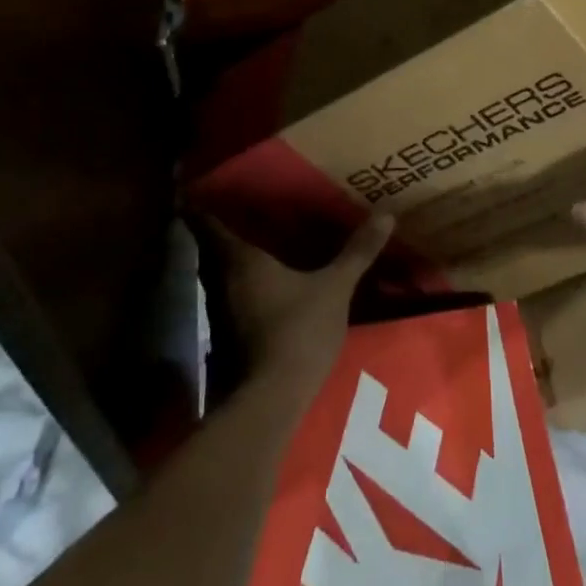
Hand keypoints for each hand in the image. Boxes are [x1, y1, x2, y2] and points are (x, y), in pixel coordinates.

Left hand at [203, 213, 394, 399]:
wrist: (274, 399)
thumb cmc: (299, 329)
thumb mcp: (336, 286)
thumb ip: (358, 250)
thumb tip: (387, 211)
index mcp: (242, 260)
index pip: (210, 224)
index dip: (202, 205)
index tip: (198, 187)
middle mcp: (223, 281)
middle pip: (212, 249)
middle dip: (221, 229)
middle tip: (239, 206)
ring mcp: (223, 313)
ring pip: (221, 275)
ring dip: (232, 259)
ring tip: (255, 239)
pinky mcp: (229, 339)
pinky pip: (233, 298)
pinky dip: (244, 285)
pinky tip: (265, 283)